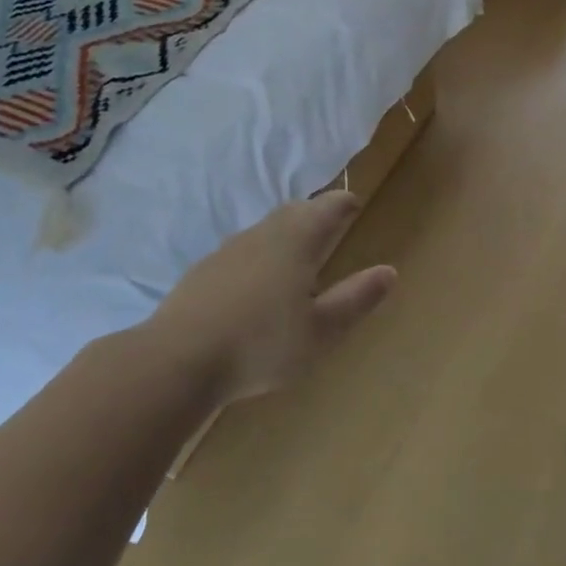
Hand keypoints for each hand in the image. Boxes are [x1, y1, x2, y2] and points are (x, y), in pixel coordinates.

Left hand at [145, 191, 396, 405]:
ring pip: (264, 230)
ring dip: (285, 232)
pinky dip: (259, 254)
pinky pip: (241, 251)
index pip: (326, 209)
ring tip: (297, 250)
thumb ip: (356, 299)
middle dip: (314, 212)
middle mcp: (262, 237)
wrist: (176, 361)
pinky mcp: (201, 273)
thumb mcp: (321, 331)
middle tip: (329, 220)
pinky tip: (257, 281)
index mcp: (296, 242)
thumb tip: (389, 271)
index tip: (354, 204)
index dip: (343, 204)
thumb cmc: (261, 344)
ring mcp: (226, 252)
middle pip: (293, 212)